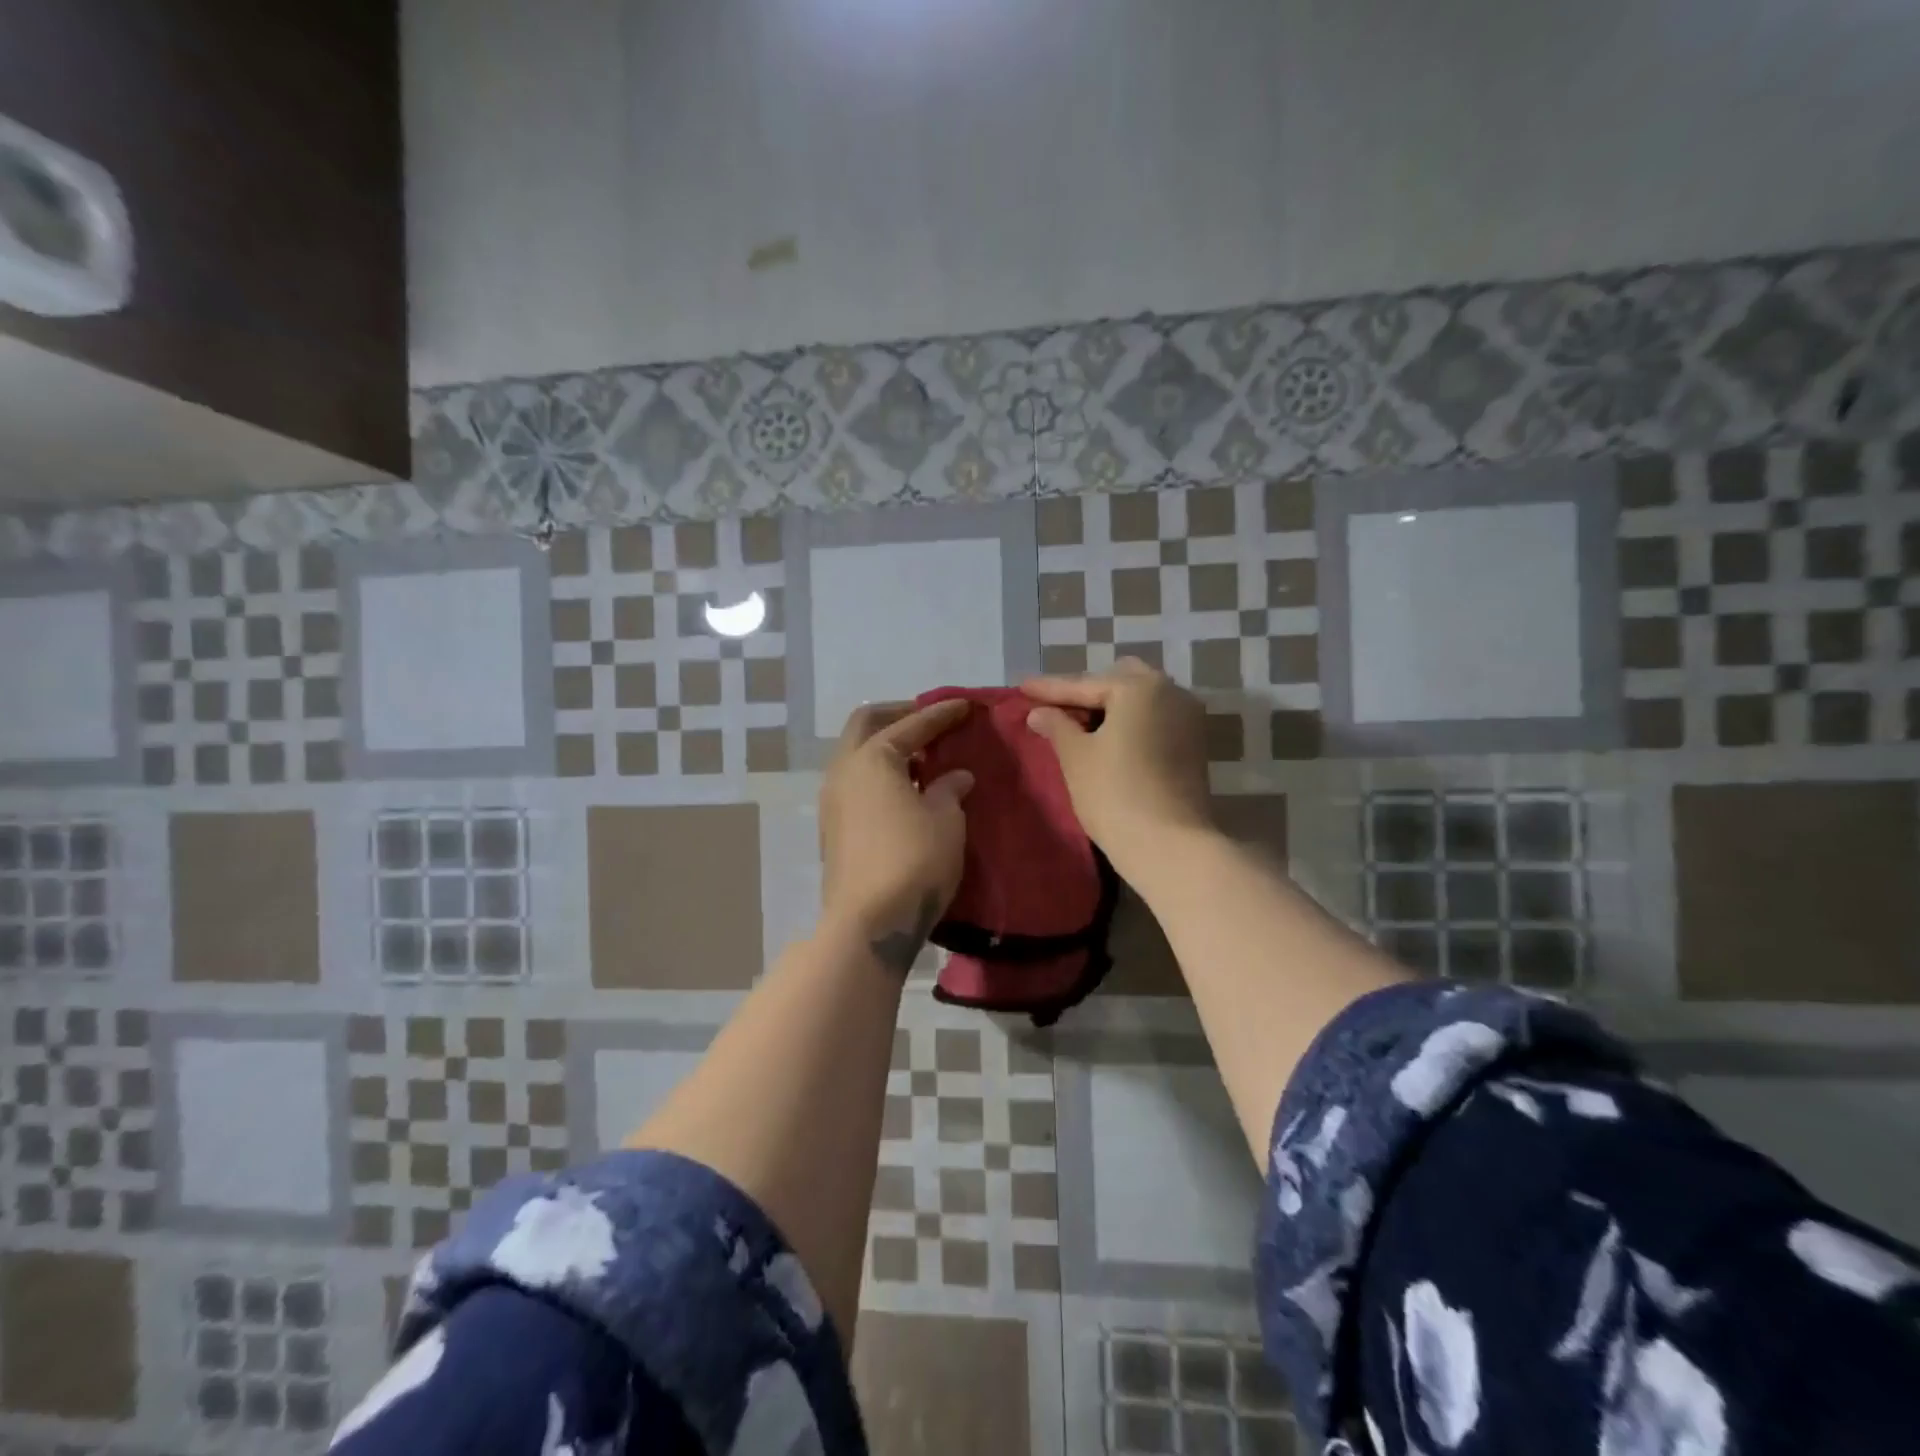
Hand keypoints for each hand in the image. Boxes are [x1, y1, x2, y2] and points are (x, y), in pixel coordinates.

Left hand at [819, 699, 973, 970]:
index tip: (966, 706)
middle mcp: (844, 771)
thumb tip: (954, 776)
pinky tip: (905, 790)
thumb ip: (949, 789)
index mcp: (872, 758)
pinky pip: (856, 782)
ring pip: (856, 755)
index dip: (941, 714)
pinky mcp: (833, 827)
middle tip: (930, 721)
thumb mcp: (946, 820)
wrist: (868, 922)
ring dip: (887, 746)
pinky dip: (879, 773)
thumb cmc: (914, 861)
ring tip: (921, 757)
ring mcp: (833, 800)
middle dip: (899, 716)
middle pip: (866, 724)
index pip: (912, 724)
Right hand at [1022, 659, 1213, 879]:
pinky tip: (1107, 739)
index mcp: (1139, 687)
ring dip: (1110, 707)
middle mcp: (1171, 692)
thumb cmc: (1114, 793)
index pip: (1084, 684)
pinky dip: (1129, 723)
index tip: (1022, 687)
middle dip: (1086, 692)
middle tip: (1055, 708)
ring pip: (1140, 700)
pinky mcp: (1194, 745)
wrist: (1170, 846)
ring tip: (1077, 725)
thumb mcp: (1076, 756)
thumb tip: (1039, 712)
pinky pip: (1154, 719)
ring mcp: (1188, 718)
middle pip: (1118, 681)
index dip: (1050, 688)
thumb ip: (1056, 726)